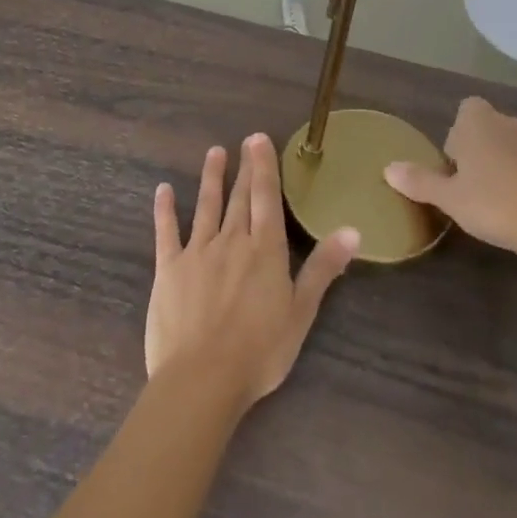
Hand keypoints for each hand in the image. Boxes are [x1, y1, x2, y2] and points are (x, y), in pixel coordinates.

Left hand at [147, 135, 356, 407]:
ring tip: (213, 153)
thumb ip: (324, 268)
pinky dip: (165, 209)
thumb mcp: (301, 311)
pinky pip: (167, 232)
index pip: (267, 198)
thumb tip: (353, 230)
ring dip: (211, 179)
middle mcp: (232, 241)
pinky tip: (163, 190)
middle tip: (244, 140)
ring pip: (206, 206)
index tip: (259, 138)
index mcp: (265, 250)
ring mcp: (197, 252)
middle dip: (244, 168)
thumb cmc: (260, 350)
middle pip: (240, 198)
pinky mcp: (169, 269)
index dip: (264, 167)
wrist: (203, 378)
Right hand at [383, 98, 516, 260]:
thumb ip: (419, 181)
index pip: (468, 108)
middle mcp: (513, 124)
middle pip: (492, 128)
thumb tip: (388, 168)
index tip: (456, 164)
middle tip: (473, 187)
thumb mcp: (448, 198)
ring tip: (501, 201)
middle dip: (483, 151)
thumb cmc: (492, 204)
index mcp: (481, 124)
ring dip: (509, 164)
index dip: (459, 133)